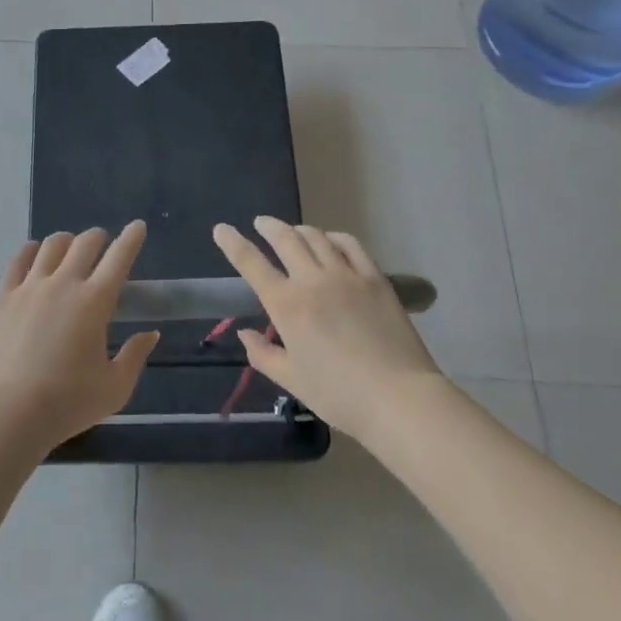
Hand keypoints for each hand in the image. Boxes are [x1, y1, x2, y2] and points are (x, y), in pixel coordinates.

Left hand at [0, 222, 159, 450]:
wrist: (9, 413)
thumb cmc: (69, 403)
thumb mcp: (115, 388)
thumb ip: (135, 356)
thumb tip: (150, 334)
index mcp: (95, 301)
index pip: (119, 257)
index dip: (131, 238)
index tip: (138, 226)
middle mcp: (64, 283)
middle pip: (85, 243)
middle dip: (99, 237)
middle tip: (103, 244)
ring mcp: (30, 287)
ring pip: (51, 245)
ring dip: (67, 241)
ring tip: (70, 248)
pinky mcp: (4, 296)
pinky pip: (19, 260)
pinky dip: (32, 250)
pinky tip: (35, 254)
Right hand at [212, 217, 446, 445]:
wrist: (398, 398)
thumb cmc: (339, 395)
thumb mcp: (292, 380)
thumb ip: (263, 354)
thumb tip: (245, 333)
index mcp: (286, 305)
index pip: (251, 263)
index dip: (233, 243)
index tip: (221, 229)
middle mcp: (312, 281)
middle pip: (285, 239)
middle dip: (268, 227)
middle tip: (260, 223)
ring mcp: (346, 275)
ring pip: (316, 237)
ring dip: (299, 229)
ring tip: (293, 231)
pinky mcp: (374, 278)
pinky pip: (350, 245)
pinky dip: (334, 237)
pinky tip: (330, 241)